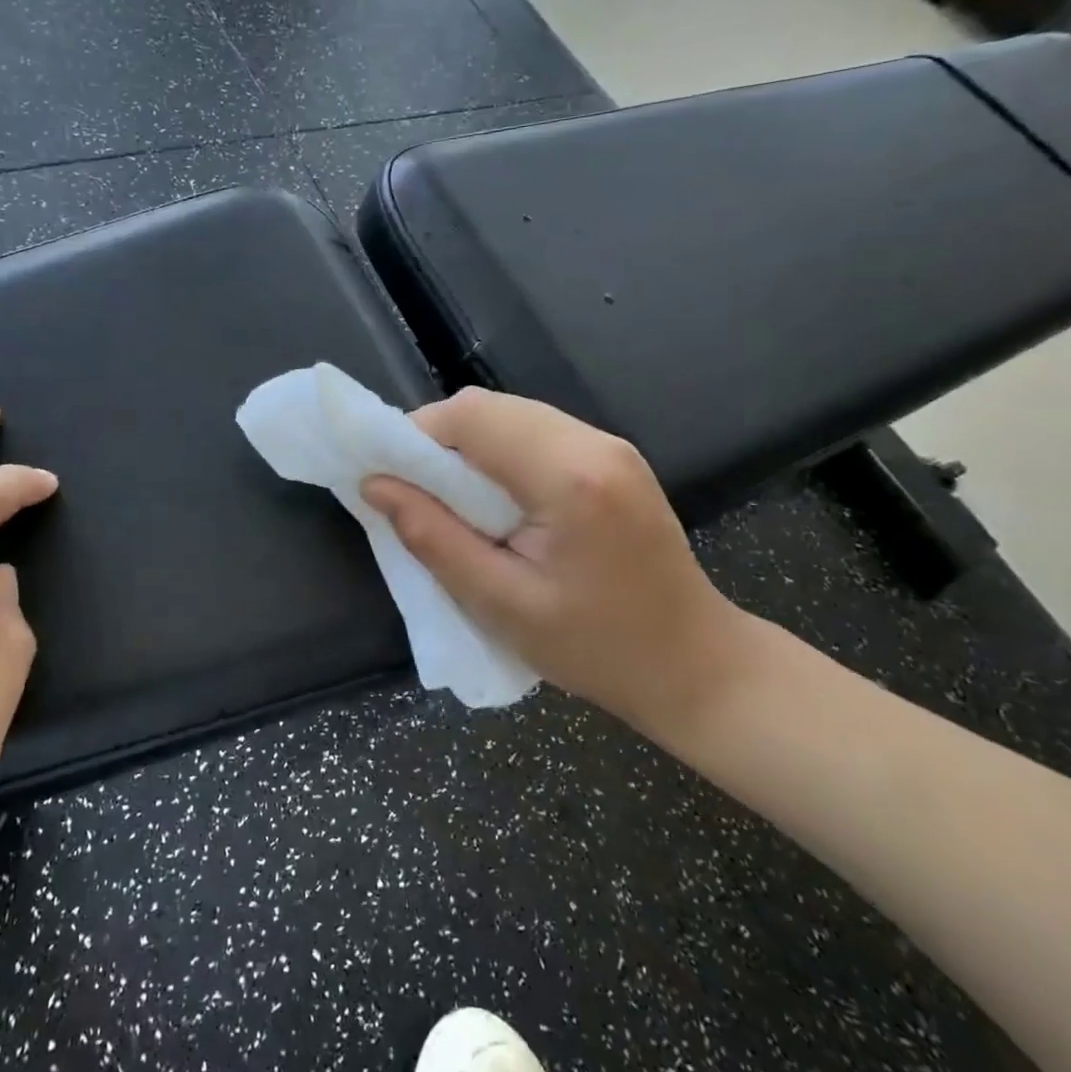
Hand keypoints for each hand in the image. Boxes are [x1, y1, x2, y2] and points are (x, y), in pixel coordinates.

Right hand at [362, 388, 741, 732]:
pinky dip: (499, 453)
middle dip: (439, 440)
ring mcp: (610, 446)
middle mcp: (594, 443)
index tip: (391, 479)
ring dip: (469, 446)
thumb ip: (431, 536)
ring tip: (451, 501)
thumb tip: (375, 486)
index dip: (417, 436)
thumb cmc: (595, 647)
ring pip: (511, 415)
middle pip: (490, 406)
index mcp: (569, 477)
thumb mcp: (499, 603)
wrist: (695, 664)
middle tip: (416, 493)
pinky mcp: (613, 458)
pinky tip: (495, 500)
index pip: (472, 417)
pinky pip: (536, 432)